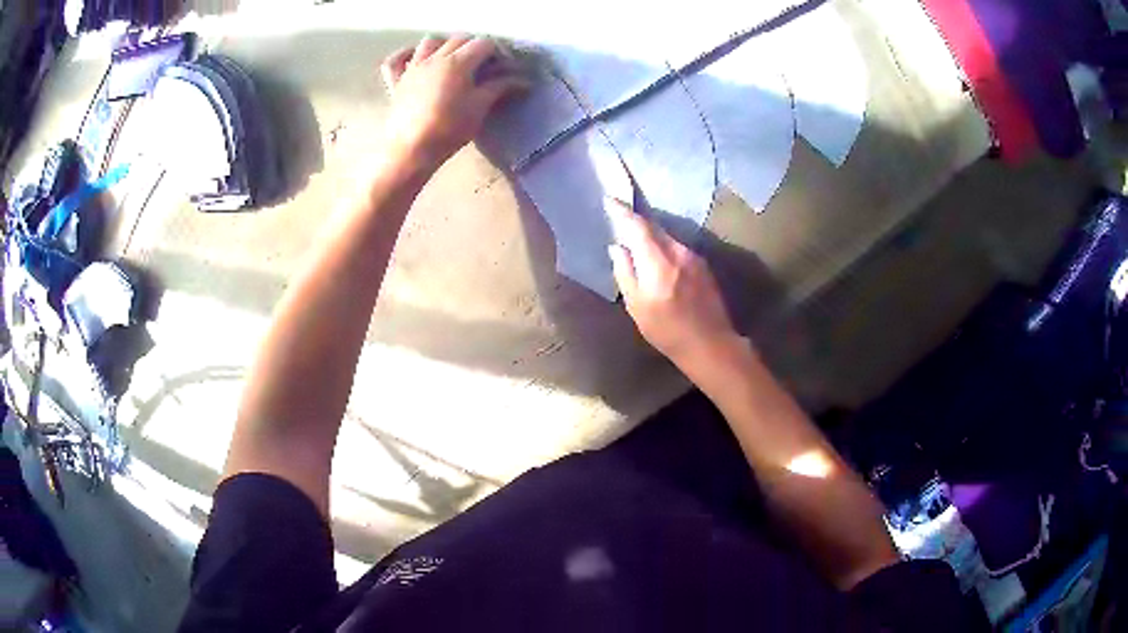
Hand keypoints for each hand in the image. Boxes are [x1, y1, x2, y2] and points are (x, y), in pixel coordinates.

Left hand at [380, 36, 527, 170]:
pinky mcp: (396, 82)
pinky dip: (406, 54)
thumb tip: (523, 80)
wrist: (410, 151)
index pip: (484, 44)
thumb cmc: (448, 129)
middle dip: (476, 47)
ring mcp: (412, 68)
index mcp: (457, 62)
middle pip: (459, 39)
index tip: (506, 67)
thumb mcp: (479, 108)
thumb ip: (500, 88)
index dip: (498, 52)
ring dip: (445, 44)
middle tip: (486, 65)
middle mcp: (433, 58)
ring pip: (429, 42)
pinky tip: (415, 58)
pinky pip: (395, 60)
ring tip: (454, 59)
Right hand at [607, 197, 742, 368]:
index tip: (609, 199)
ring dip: (652, 237)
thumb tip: (617, 247)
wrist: (710, 344)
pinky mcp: (704, 266)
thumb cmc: (667, 330)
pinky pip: (678, 248)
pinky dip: (665, 248)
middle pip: (654, 227)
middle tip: (621, 219)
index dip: (622, 211)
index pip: (638, 225)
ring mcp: (694, 257)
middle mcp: (678, 251)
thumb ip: (625, 272)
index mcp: (658, 261)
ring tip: (639, 242)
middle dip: (637, 222)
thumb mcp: (636, 306)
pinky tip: (660, 261)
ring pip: (667, 237)